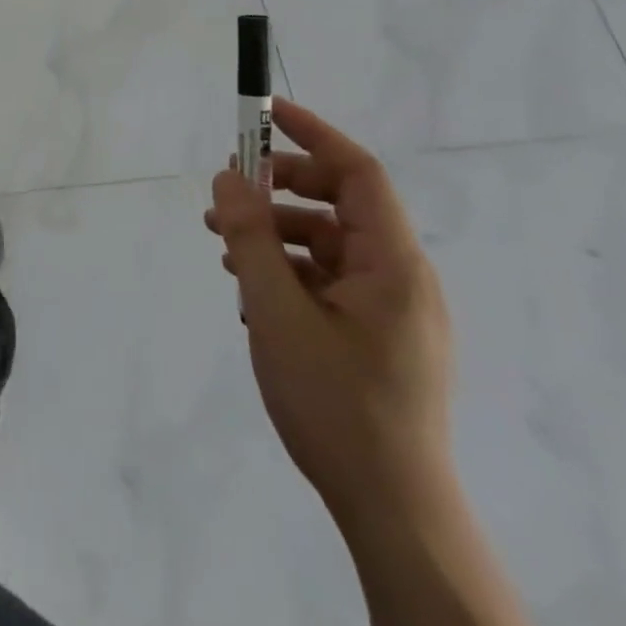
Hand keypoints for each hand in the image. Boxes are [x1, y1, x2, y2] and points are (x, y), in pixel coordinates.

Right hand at [206, 97, 453, 530]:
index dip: (312, 134)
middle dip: (278, 192)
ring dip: (274, 237)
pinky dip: (288, 274)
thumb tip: (230, 176)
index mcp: (394, 264)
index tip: (264, 114)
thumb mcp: (277, 312)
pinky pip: (328, 283)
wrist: (392, 512)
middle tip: (226, 196)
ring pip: (327, 246)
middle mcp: (401, 278)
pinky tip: (252, 298)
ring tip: (224, 250)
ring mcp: (391, 311)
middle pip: (338, 206)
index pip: (358, 172)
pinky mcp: (377, 338)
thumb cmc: (336, 403)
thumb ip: (251, 237)